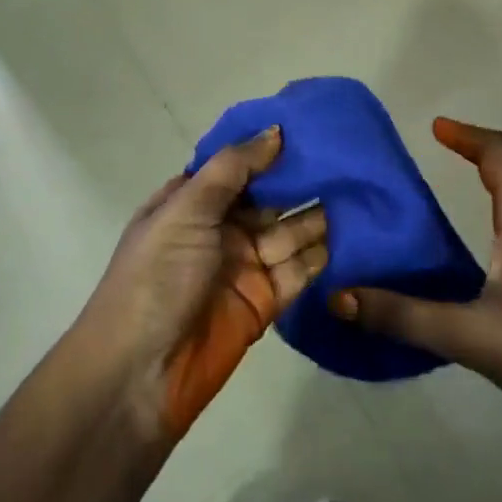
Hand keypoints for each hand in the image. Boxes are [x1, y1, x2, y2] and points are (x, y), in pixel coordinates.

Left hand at [79, 127, 327, 441]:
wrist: (139, 375)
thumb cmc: (156, 277)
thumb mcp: (185, 210)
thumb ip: (232, 169)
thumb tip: (276, 131)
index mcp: (192, 201)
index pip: (237, 165)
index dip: (269, 147)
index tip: (312, 125)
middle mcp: (220, 228)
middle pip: (269, 196)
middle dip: (302, 178)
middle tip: (350, 156)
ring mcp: (245, 265)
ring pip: (291, 230)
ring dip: (319, 212)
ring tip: (361, 188)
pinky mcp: (266, 301)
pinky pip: (300, 269)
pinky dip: (324, 253)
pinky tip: (356, 230)